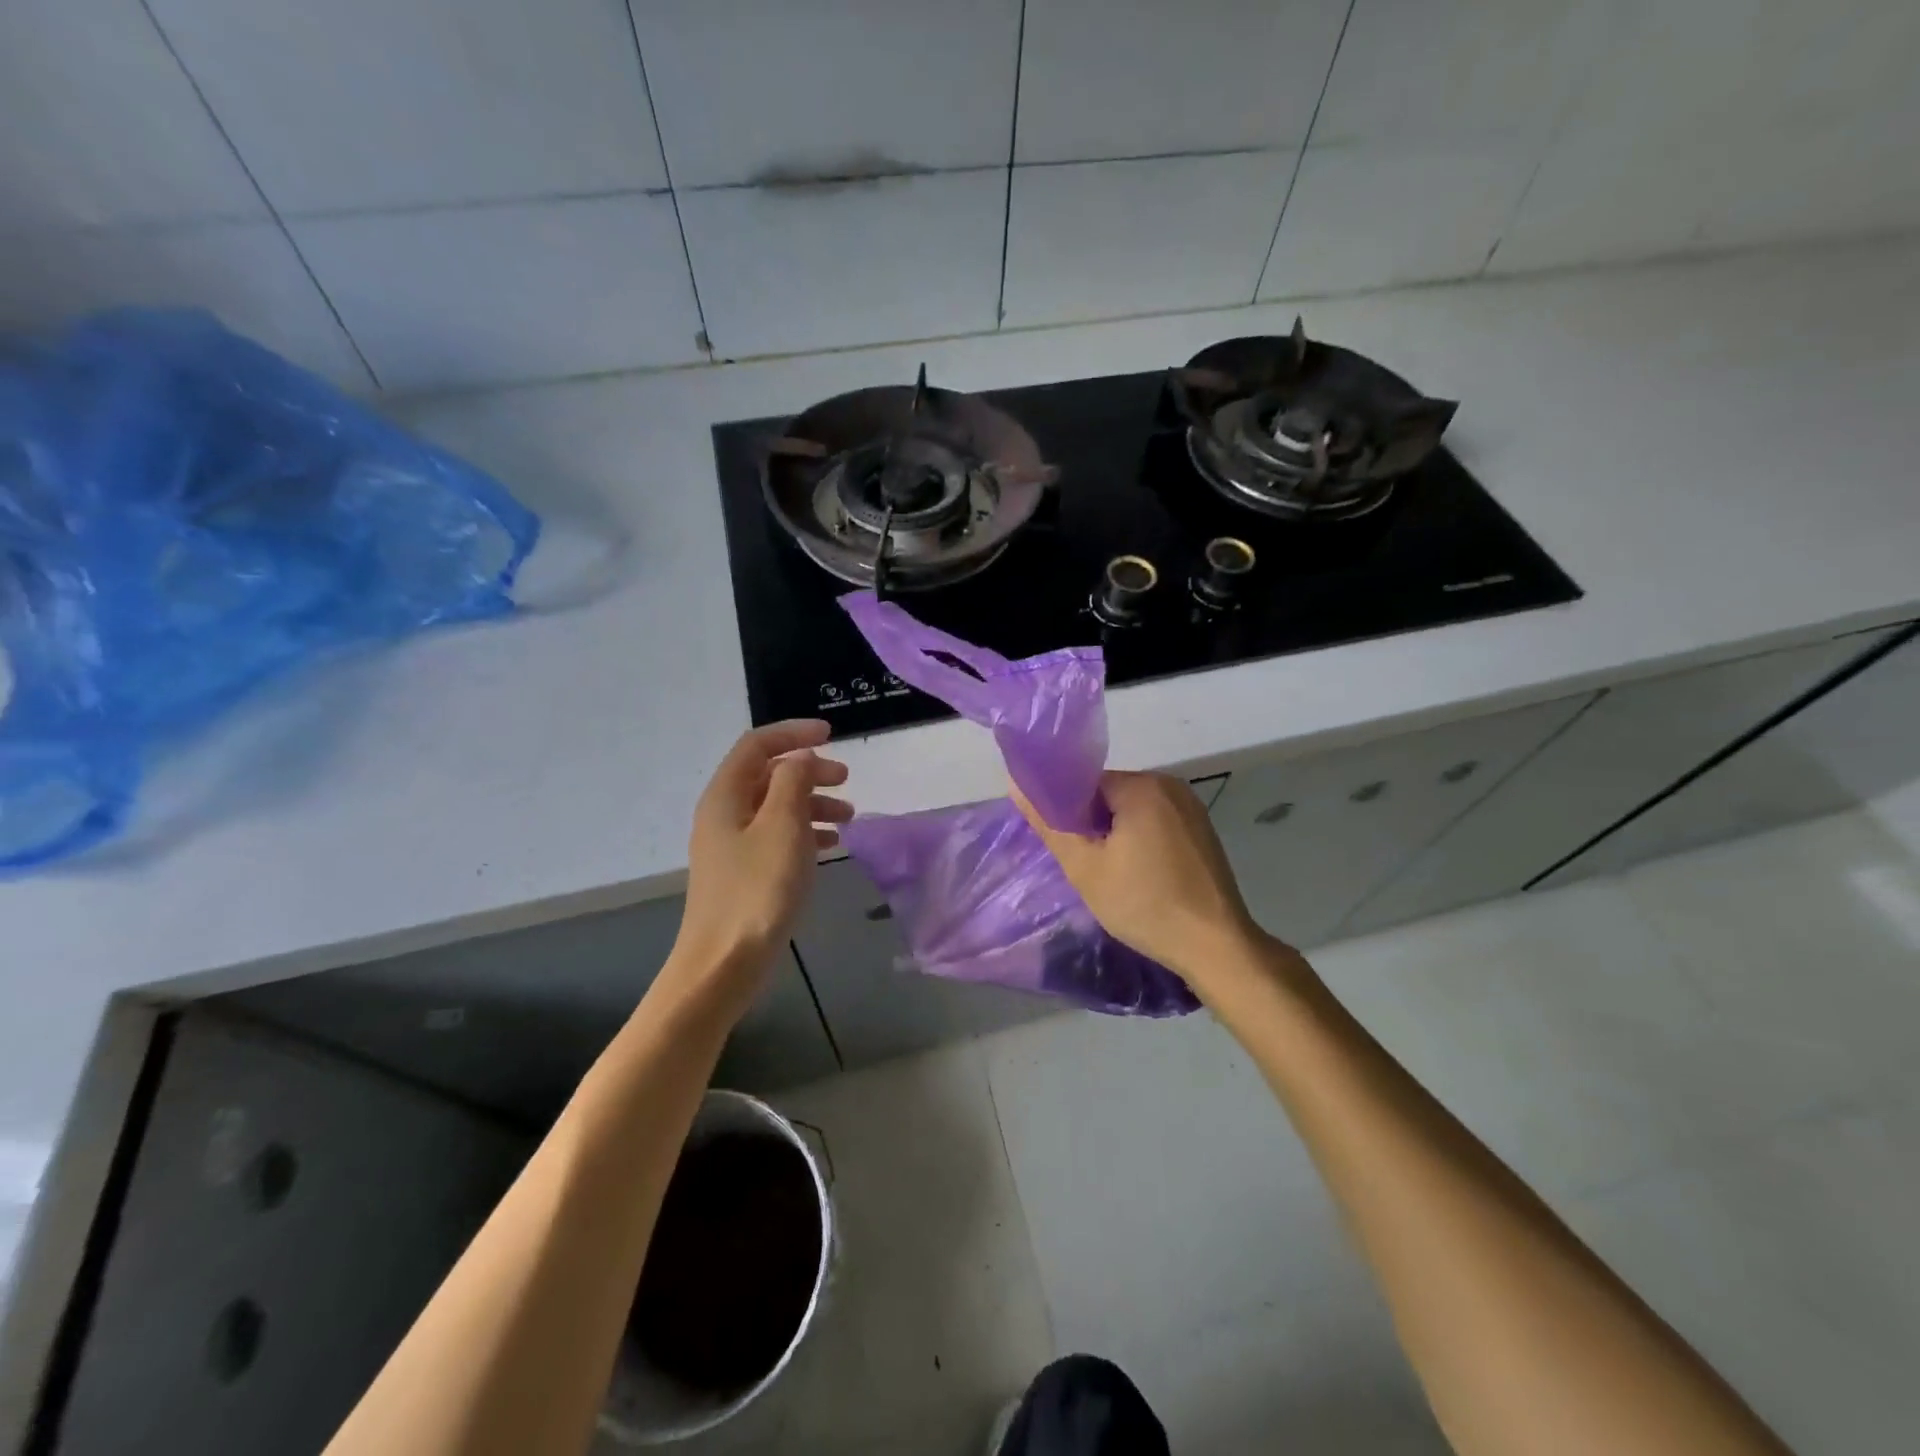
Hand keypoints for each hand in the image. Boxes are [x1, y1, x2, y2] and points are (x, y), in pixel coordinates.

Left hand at [673, 721, 851, 1007]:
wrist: (724, 964)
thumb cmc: (757, 890)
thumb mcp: (783, 827)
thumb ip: (794, 782)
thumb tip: (801, 757)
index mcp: (725, 796)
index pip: (757, 745)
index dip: (793, 733)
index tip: (832, 735)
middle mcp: (724, 814)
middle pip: (768, 775)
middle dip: (809, 771)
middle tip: (846, 780)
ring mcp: (731, 845)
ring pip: (775, 807)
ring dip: (811, 803)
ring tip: (848, 818)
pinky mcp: (743, 872)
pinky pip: (776, 836)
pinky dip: (804, 832)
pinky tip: (830, 845)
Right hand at [1014, 771, 1267, 995]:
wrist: (1216, 945)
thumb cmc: (1145, 904)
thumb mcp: (1086, 868)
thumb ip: (1050, 823)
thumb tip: (1017, 785)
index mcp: (1141, 785)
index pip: (1085, 783)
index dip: (1067, 813)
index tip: (1065, 847)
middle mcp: (1169, 785)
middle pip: (1109, 794)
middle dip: (1092, 824)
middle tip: (1088, 866)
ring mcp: (1191, 807)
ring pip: (1132, 810)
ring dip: (1116, 834)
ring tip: (1114, 874)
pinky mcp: (1202, 829)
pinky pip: (1156, 822)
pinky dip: (1140, 840)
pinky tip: (1141, 874)